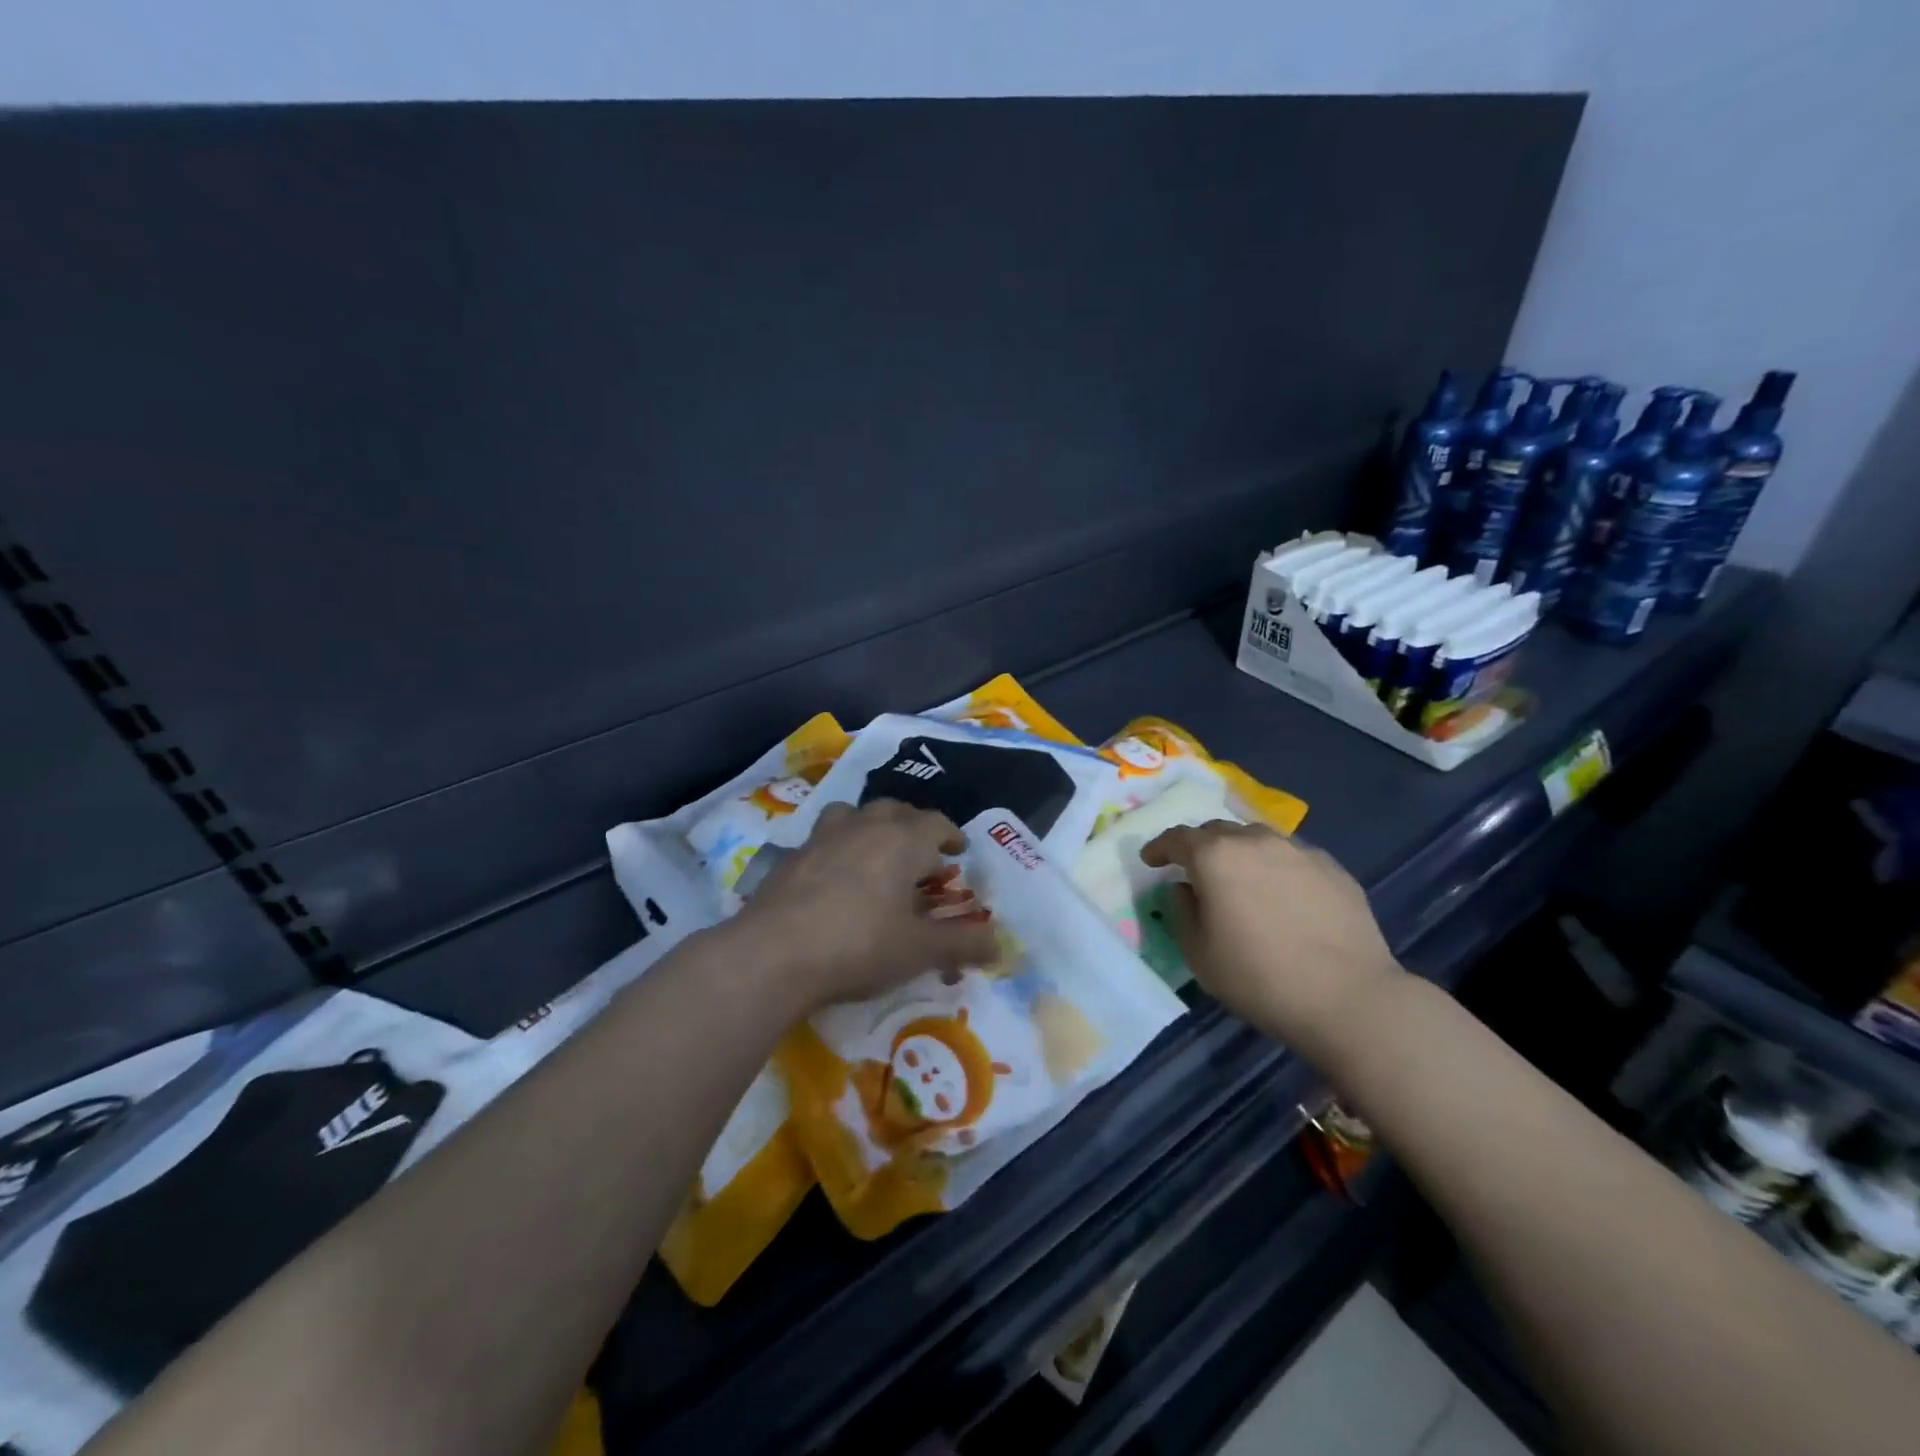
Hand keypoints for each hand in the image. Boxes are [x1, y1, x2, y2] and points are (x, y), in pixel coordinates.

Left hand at [736, 800, 1000, 1010]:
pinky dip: (837, 848)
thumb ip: (962, 944)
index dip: (951, 836)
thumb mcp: (918, 951)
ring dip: (871, 826)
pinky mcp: (791, 855)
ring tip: (875, 853)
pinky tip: (833, 879)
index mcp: (902, 840)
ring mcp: (823, 836)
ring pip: (855, 813)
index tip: (958, 851)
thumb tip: (1000, 944)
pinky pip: (823, 838)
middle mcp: (865, 826)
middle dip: (913, 827)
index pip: (936, 823)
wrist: (774, 953)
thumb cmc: (860, 945)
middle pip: (896, 810)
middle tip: (920, 855)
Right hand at [1140, 821, 1403, 1061]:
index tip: (1151, 860)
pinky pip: (1292, 858)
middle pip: (1218, 831)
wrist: (1348, 997)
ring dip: (1240, 853)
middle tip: (1196, 872)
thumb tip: (1186, 889)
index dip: (1160, 848)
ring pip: (1257, 840)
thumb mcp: (1199, 954)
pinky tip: (1284, 897)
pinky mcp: (1333, 868)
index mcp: (1215, 857)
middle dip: (1200, 847)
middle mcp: (1255, 841)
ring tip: (1242, 880)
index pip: (1177, 838)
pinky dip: (1277, 868)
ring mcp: (1298, 851)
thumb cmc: (1259, 978)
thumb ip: (1182, 912)